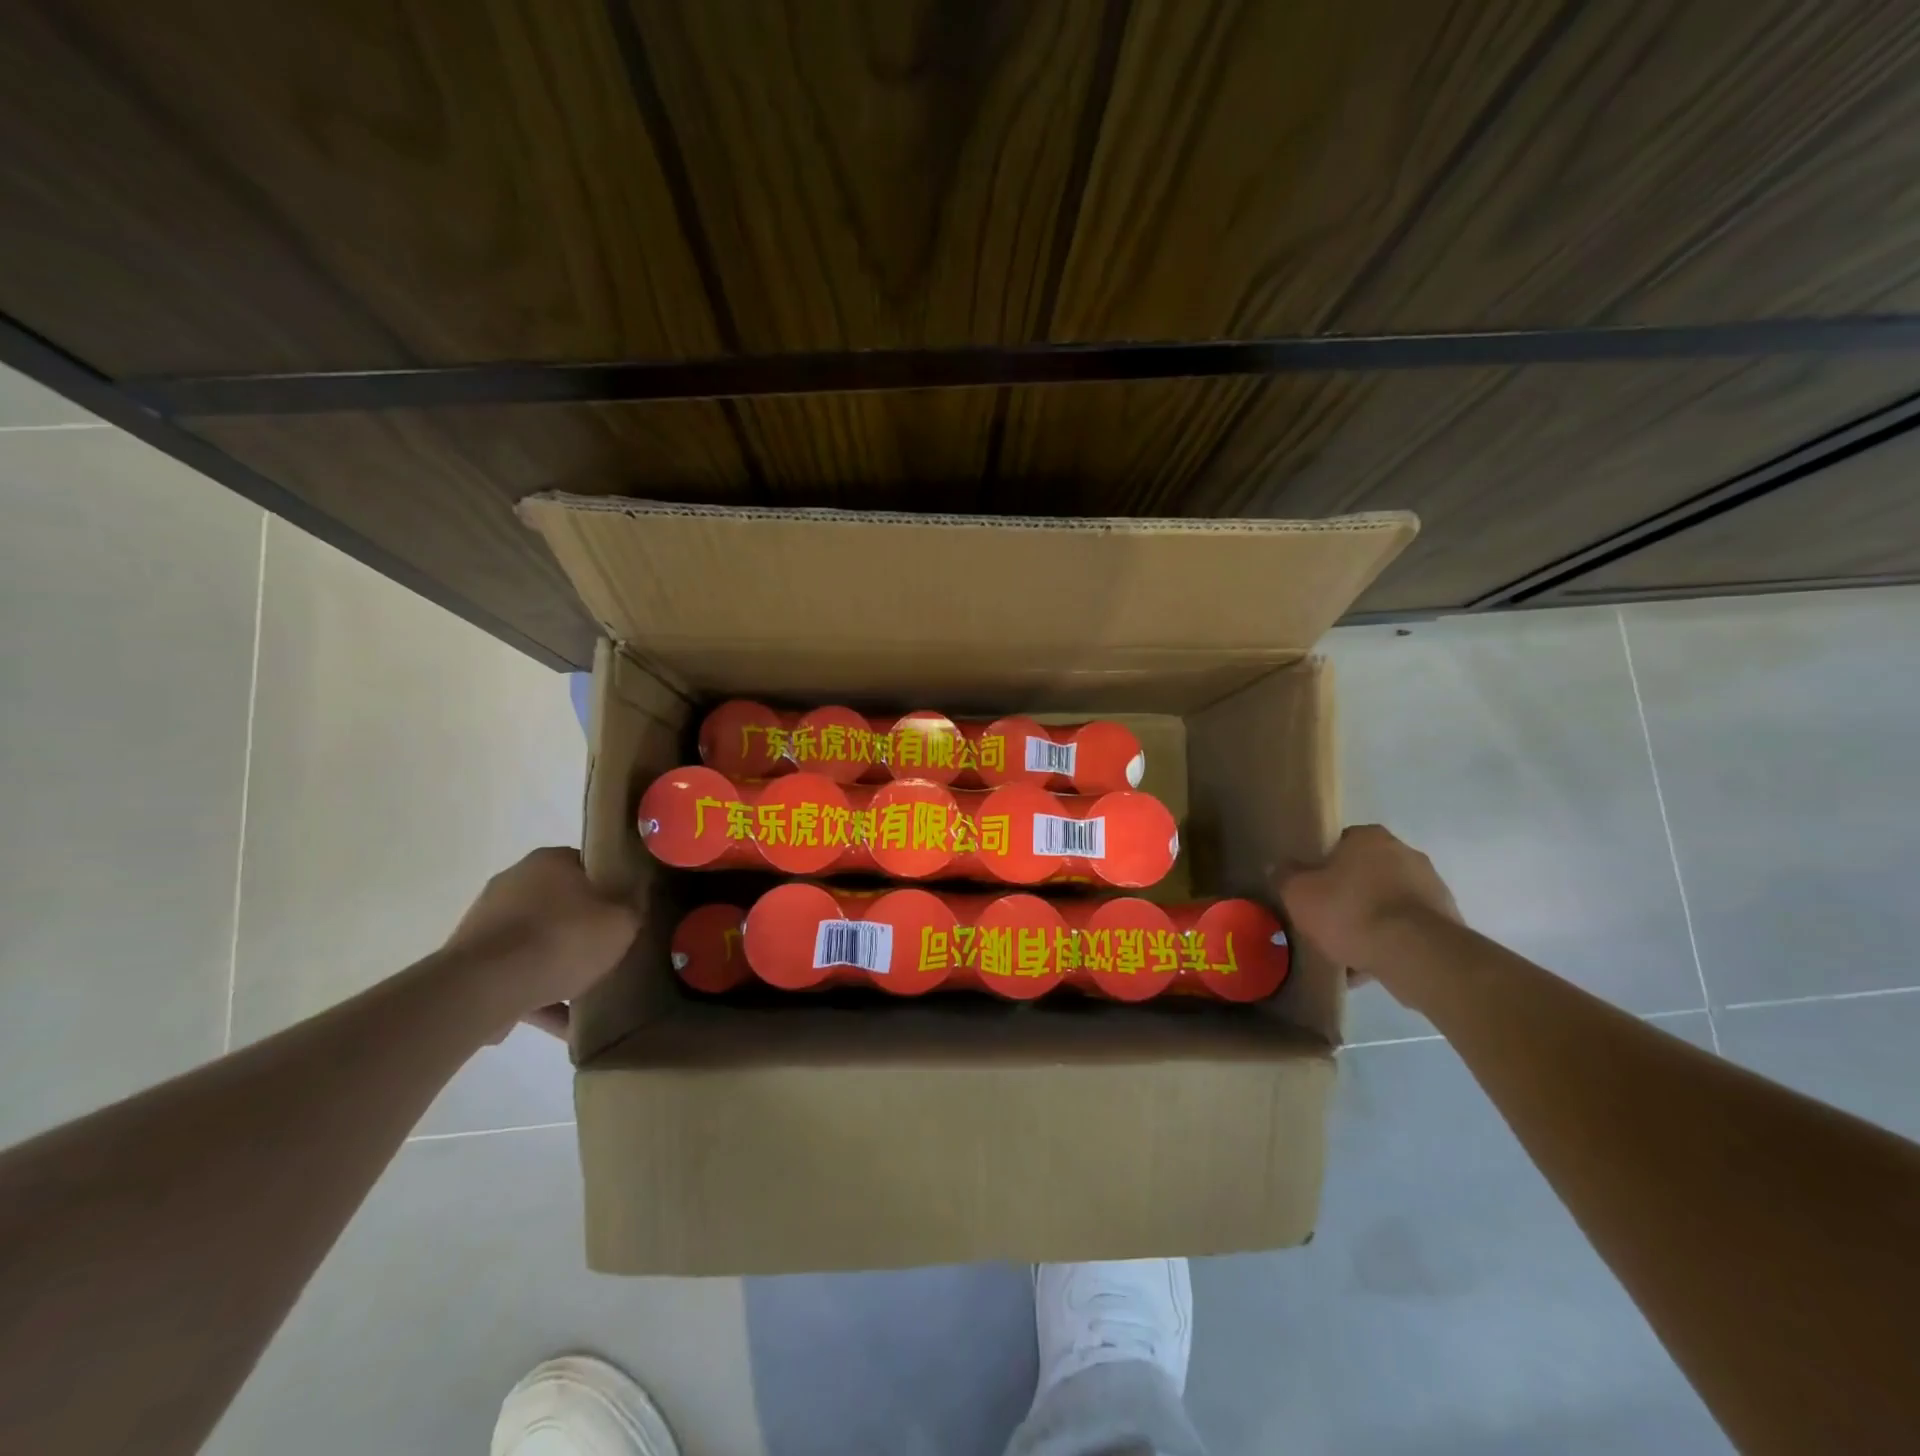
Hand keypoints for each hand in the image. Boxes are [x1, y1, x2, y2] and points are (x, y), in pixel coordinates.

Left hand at [445, 847, 640, 1024]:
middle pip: (561, 904)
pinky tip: (562, 1022)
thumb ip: (632, 909)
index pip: (588, 866)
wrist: (484, 987)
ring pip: (536, 940)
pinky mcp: (469, 959)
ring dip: (557, 964)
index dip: (610, 890)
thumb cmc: (562, 940)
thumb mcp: (622, 922)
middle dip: (582, 929)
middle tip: (606, 952)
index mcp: (550, 861)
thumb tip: (632, 902)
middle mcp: (514, 881)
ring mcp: (487, 920)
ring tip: (585, 995)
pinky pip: (515, 972)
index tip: (624, 915)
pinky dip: (537, 992)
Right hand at [1276, 825, 1460, 990]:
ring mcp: (1432, 887)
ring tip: (1347, 951)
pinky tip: (1370, 966)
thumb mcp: (1299, 893)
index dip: (1322, 866)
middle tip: (1326, 920)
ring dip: (1370, 922)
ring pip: (1387, 903)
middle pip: (1366, 873)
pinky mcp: (1448, 922)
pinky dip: (1390, 943)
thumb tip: (1279, 866)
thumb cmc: (1350, 911)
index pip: (1340, 843)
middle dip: (1348, 895)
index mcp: (1370, 838)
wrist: (1415, 954)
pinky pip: (1407, 929)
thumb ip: (1285, 876)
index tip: (1312, 890)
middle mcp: (1406, 853)